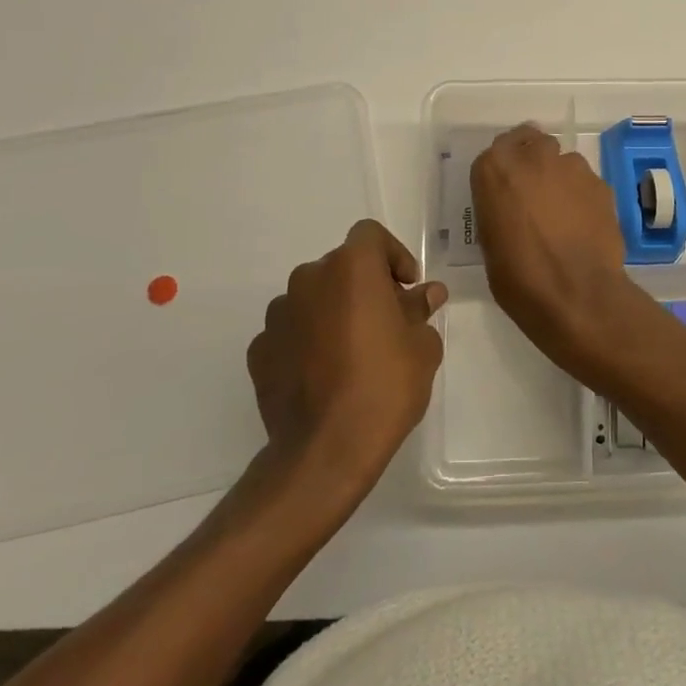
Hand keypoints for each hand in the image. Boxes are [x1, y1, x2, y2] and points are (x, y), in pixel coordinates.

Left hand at [247, 219, 446, 497]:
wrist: (325, 450)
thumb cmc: (385, 386)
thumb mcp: (422, 347)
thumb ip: (421, 311)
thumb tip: (426, 294)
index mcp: (351, 268)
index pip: (370, 235)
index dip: (393, 255)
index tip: (407, 287)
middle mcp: (308, 280)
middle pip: (341, 267)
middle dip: (365, 286)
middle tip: (387, 322)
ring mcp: (278, 315)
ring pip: (313, 298)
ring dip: (333, 312)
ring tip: (353, 352)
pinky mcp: (259, 350)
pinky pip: (291, 331)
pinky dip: (308, 341)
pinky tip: (324, 374)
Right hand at [470, 124, 630, 366]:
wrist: (576, 295)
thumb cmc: (519, 278)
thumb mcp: (490, 243)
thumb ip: (499, 210)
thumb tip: (511, 209)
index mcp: (495, 169)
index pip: (497, 149)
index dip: (504, 168)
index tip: (506, 188)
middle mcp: (533, 157)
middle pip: (533, 143)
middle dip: (533, 161)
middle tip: (533, 193)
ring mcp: (572, 168)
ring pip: (564, 161)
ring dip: (560, 179)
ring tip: (563, 214)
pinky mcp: (601, 184)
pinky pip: (587, 182)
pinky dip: (583, 196)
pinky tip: (584, 225)